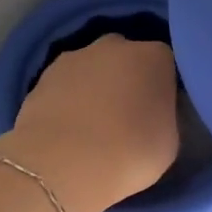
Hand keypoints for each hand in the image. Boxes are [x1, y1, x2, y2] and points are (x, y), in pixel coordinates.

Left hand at [0, 35, 179, 211]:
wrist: (62, 165)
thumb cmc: (130, 154)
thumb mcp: (169, 142)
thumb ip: (164, 116)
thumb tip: (153, 113)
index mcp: (154, 57)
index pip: (166, 65)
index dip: (163, 88)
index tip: (160, 112)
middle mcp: (115, 46)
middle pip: (127, 58)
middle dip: (128, 79)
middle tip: (127, 116)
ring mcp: (75, 57)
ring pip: (93, 68)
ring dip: (95, 87)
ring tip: (93, 126)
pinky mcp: (42, 76)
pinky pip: (66, 85)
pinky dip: (69, 99)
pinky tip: (68, 128)